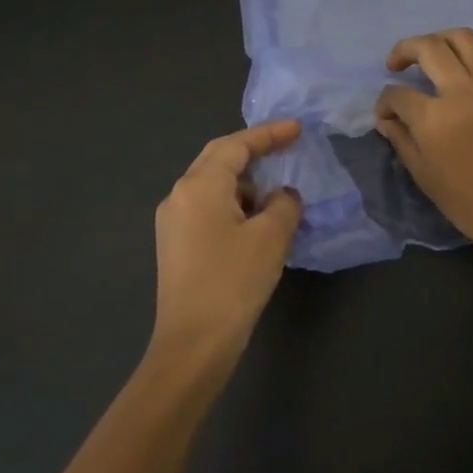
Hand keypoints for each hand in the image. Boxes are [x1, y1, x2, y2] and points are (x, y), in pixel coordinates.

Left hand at [147, 120, 303, 389]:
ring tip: (278, 194)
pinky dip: (235, 205)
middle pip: (218, 159)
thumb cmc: (233, 282)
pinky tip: (257, 222)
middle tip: (288, 148)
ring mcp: (173, 222)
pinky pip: (208, 208)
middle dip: (254, 152)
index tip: (298, 129)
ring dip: (246, 183)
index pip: (235, 145)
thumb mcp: (271, 237)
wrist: (193, 344)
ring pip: (213, 186)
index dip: (269, 134)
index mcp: (199, 186)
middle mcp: (179, 196)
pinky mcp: (176, 245)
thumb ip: (284, 205)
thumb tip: (283, 196)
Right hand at [374, 30, 472, 254]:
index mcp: (432, 117)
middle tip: (397, 64)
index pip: (396, 94)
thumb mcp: (422, 174)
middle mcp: (461, 91)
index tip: (386, 116)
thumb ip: (401, 139)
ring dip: (442, 40)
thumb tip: (387, 119)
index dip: (384, 103)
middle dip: (404, 50)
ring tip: (435, 54)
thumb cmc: (465, 199)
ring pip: (464, 38)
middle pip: (427, 48)